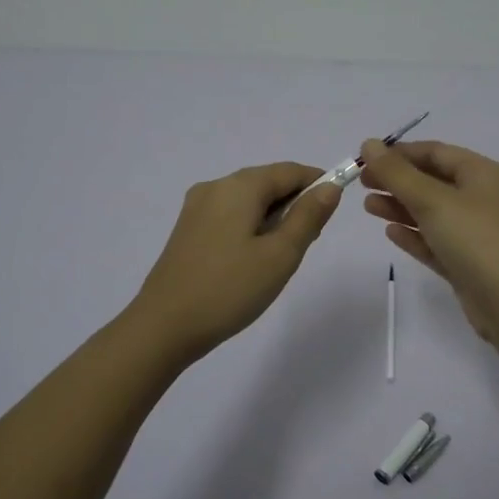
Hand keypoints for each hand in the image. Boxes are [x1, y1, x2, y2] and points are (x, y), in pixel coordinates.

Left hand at [130, 162, 340, 363]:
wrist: (163, 326)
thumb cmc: (229, 289)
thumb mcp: (281, 255)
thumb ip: (308, 217)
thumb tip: (330, 187)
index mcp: (239, 186)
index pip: (289, 171)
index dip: (318, 183)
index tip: (334, 210)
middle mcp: (215, 187)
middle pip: (267, 182)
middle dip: (295, 203)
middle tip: (310, 241)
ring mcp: (196, 208)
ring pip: (248, 201)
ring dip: (273, 217)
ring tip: (283, 256)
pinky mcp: (187, 230)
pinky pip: (230, 216)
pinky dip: (251, 227)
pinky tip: (254, 259)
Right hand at [357, 139, 498, 342]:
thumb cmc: (476, 239)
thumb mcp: (433, 200)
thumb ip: (397, 173)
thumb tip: (368, 143)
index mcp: (481, 174)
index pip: (435, 152)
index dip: (399, 153)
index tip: (365, 159)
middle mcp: (480, 198)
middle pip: (432, 181)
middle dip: (396, 180)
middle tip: (361, 184)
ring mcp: (475, 233)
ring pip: (431, 212)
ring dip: (400, 207)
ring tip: (368, 207)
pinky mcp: (467, 263)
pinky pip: (435, 241)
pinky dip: (414, 235)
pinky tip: (390, 233)